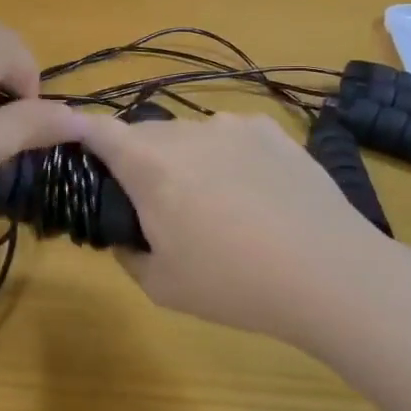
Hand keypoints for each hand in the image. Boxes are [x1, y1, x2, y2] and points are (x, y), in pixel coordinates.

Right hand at [77, 111, 410, 342]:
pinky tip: (256, 195)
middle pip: (143, 135)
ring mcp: (232, 126)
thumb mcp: (160, 285)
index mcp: (148, 163)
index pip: (96, 128)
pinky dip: (229, 158)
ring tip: (218, 206)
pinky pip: (231, 137)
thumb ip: (126, 251)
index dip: (79, 135)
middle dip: (139, 163)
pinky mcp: (272, 131)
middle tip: (159, 208)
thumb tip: (123, 231)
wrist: (332, 275)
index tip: (78, 155)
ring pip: (189, 137)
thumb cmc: (234, 283)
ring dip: (187, 161)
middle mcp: (185, 131)